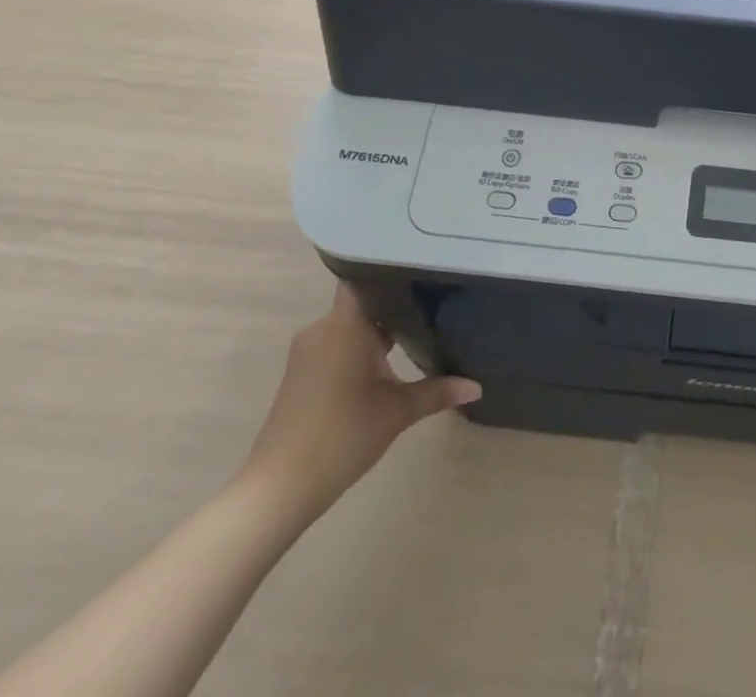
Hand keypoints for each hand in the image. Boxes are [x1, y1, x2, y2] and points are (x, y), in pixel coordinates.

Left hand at [236, 284, 480, 525]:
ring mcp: (308, 351)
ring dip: (378, 328)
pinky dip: (361, 346)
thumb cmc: (342, 436)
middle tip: (435, 295)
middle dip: (395, 301)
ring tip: (420, 324)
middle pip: (363, 301)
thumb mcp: (398, 412)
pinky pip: (338, 343)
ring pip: (351, 324)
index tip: (423, 266)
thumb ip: (438, 391)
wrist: (279, 489)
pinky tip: (389, 358)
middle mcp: (323, 329)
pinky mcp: (302, 373)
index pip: (364, 277)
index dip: (392, 269)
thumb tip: (477, 386)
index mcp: (344, 325)